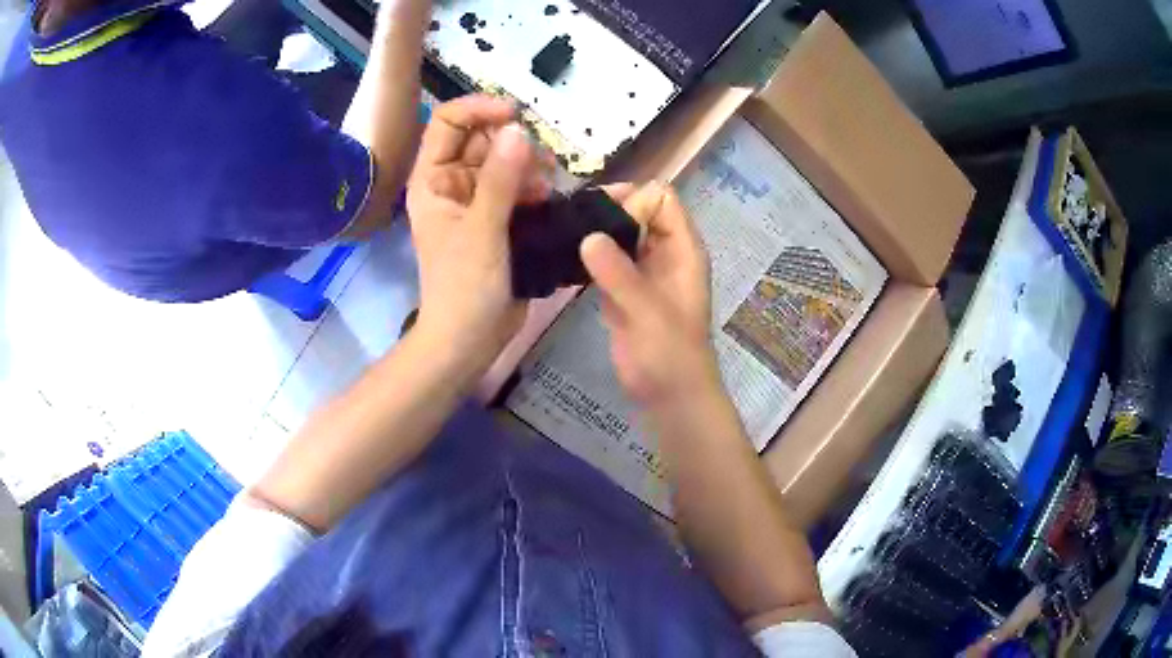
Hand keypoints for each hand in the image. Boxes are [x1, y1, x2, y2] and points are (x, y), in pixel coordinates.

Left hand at [406, 96, 550, 374]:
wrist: (470, 339)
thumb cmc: (464, 287)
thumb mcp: (482, 229)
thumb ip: (500, 178)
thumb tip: (518, 129)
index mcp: (432, 179)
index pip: (447, 122)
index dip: (478, 109)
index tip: (515, 115)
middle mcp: (451, 183)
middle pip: (481, 138)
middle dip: (512, 141)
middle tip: (541, 160)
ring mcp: (474, 201)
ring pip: (502, 161)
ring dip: (527, 165)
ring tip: (547, 185)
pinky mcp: (496, 218)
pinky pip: (515, 186)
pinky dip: (532, 186)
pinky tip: (548, 198)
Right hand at [580, 183, 719, 407]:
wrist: (669, 395)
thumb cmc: (670, 354)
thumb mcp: (648, 312)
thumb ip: (620, 274)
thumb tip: (587, 236)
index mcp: (682, 249)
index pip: (661, 198)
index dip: (634, 202)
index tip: (604, 223)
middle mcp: (664, 251)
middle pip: (637, 208)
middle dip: (607, 210)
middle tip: (571, 223)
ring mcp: (642, 269)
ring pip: (619, 232)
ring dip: (594, 231)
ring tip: (561, 235)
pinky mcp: (622, 288)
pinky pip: (605, 258)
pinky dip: (587, 255)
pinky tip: (563, 258)